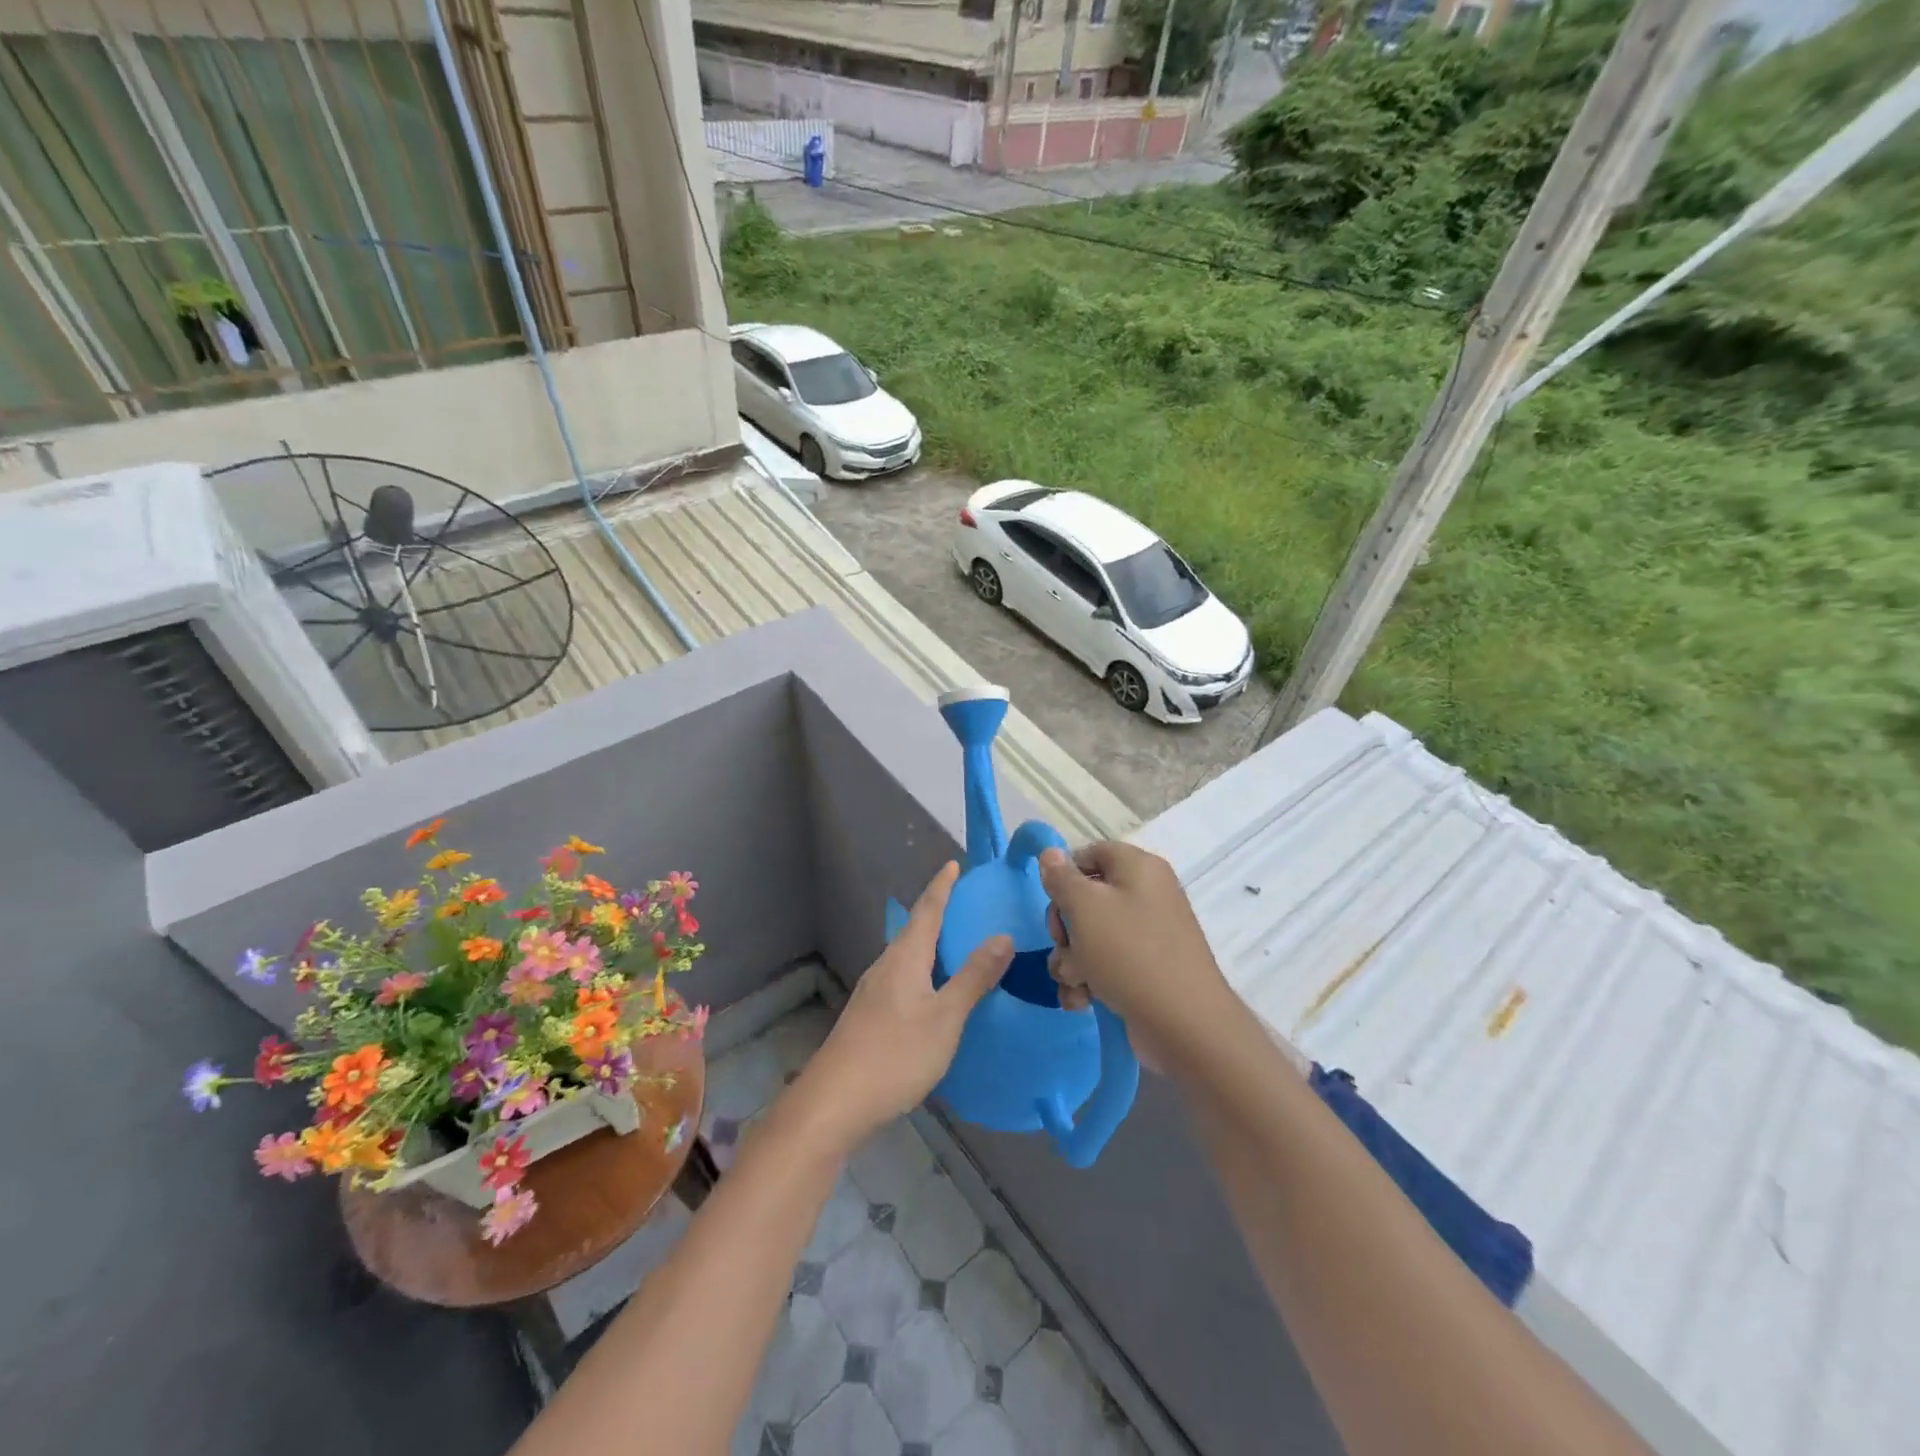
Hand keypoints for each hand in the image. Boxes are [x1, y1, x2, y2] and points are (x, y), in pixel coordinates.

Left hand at [793, 862, 1012, 1151]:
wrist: (835, 1102)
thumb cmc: (895, 1054)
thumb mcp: (945, 1017)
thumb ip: (973, 977)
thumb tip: (1002, 936)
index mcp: (904, 958)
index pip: (926, 910)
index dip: (941, 886)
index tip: (952, 864)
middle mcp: (886, 966)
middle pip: (914, 929)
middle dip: (937, 912)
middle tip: (965, 903)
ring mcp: (873, 992)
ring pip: (906, 956)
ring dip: (929, 943)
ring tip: (955, 944)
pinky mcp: (869, 1016)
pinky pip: (902, 978)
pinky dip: (923, 971)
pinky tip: (933, 991)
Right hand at [1039, 842, 1236, 1074]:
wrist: (1184, 1025)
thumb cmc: (1130, 953)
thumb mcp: (1085, 908)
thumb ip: (1061, 878)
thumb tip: (1050, 853)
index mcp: (1139, 868)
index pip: (1090, 854)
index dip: (1064, 875)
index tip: (1052, 901)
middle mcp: (1146, 895)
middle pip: (1086, 898)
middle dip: (1064, 927)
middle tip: (1064, 946)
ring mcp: (1147, 935)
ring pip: (1089, 936)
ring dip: (1071, 961)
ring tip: (1076, 983)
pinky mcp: (1144, 970)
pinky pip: (1105, 964)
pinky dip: (1088, 981)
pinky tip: (1083, 1001)